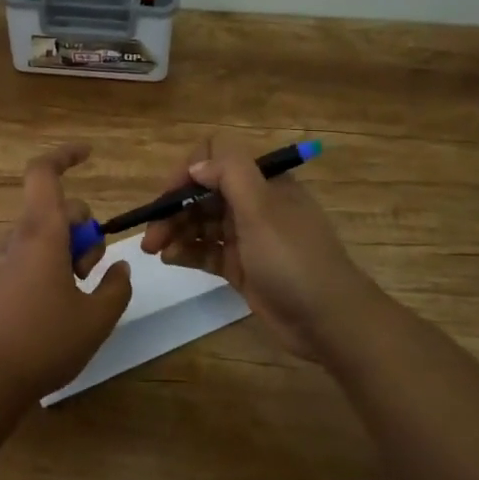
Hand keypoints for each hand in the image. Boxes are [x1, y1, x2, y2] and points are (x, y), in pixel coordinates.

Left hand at [0, 145, 133, 404]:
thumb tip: (120, 267)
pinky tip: (57, 307)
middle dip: (83, 229)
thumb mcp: (97, 318)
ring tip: (77, 295)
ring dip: (68, 252)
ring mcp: (1, 261)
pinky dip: (49, 267)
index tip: (90, 154)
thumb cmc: (46, 341)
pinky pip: (28, 257)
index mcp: (41, 234)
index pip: (43, 173)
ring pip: (43, 236)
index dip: (66, 155)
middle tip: (92, 270)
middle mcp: (17, 239)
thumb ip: (116, 287)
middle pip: (55, 210)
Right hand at [139, 136, 370, 358]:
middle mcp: (254, 204)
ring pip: (200, 222)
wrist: (328, 321)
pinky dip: (186, 251)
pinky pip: (206, 250)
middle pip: (203, 193)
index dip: (188, 172)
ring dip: (175, 230)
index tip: (168, 196)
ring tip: (153, 249)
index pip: (216, 158)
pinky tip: (169, 259)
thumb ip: (229, 174)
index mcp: (263, 182)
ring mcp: (247, 236)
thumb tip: (196, 166)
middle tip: (150, 233)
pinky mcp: (241, 266)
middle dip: (173, 207)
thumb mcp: (262, 209)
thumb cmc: (293, 259)